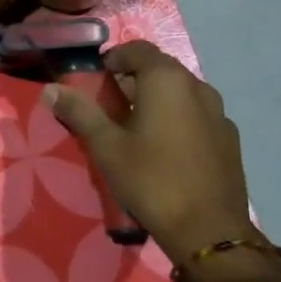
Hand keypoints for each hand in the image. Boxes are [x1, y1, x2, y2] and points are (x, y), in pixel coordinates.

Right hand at [44, 41, 267, 272]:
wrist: (209, 232)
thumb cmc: (151, 180)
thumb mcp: (106, 146)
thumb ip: (79, 111)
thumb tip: (50, 88)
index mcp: (167, 80)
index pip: (137, 49)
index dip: (114, 58)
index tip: (97, 80)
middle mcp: (197, 87)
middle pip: (160, 68)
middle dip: (133, 79)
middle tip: (110, 105)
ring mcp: (219, 113)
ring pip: (181, 92)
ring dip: (157, 99)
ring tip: (135, 127)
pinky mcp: (229, 139)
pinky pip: (197, 115)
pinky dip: (177, 119)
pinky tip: (165, 149)